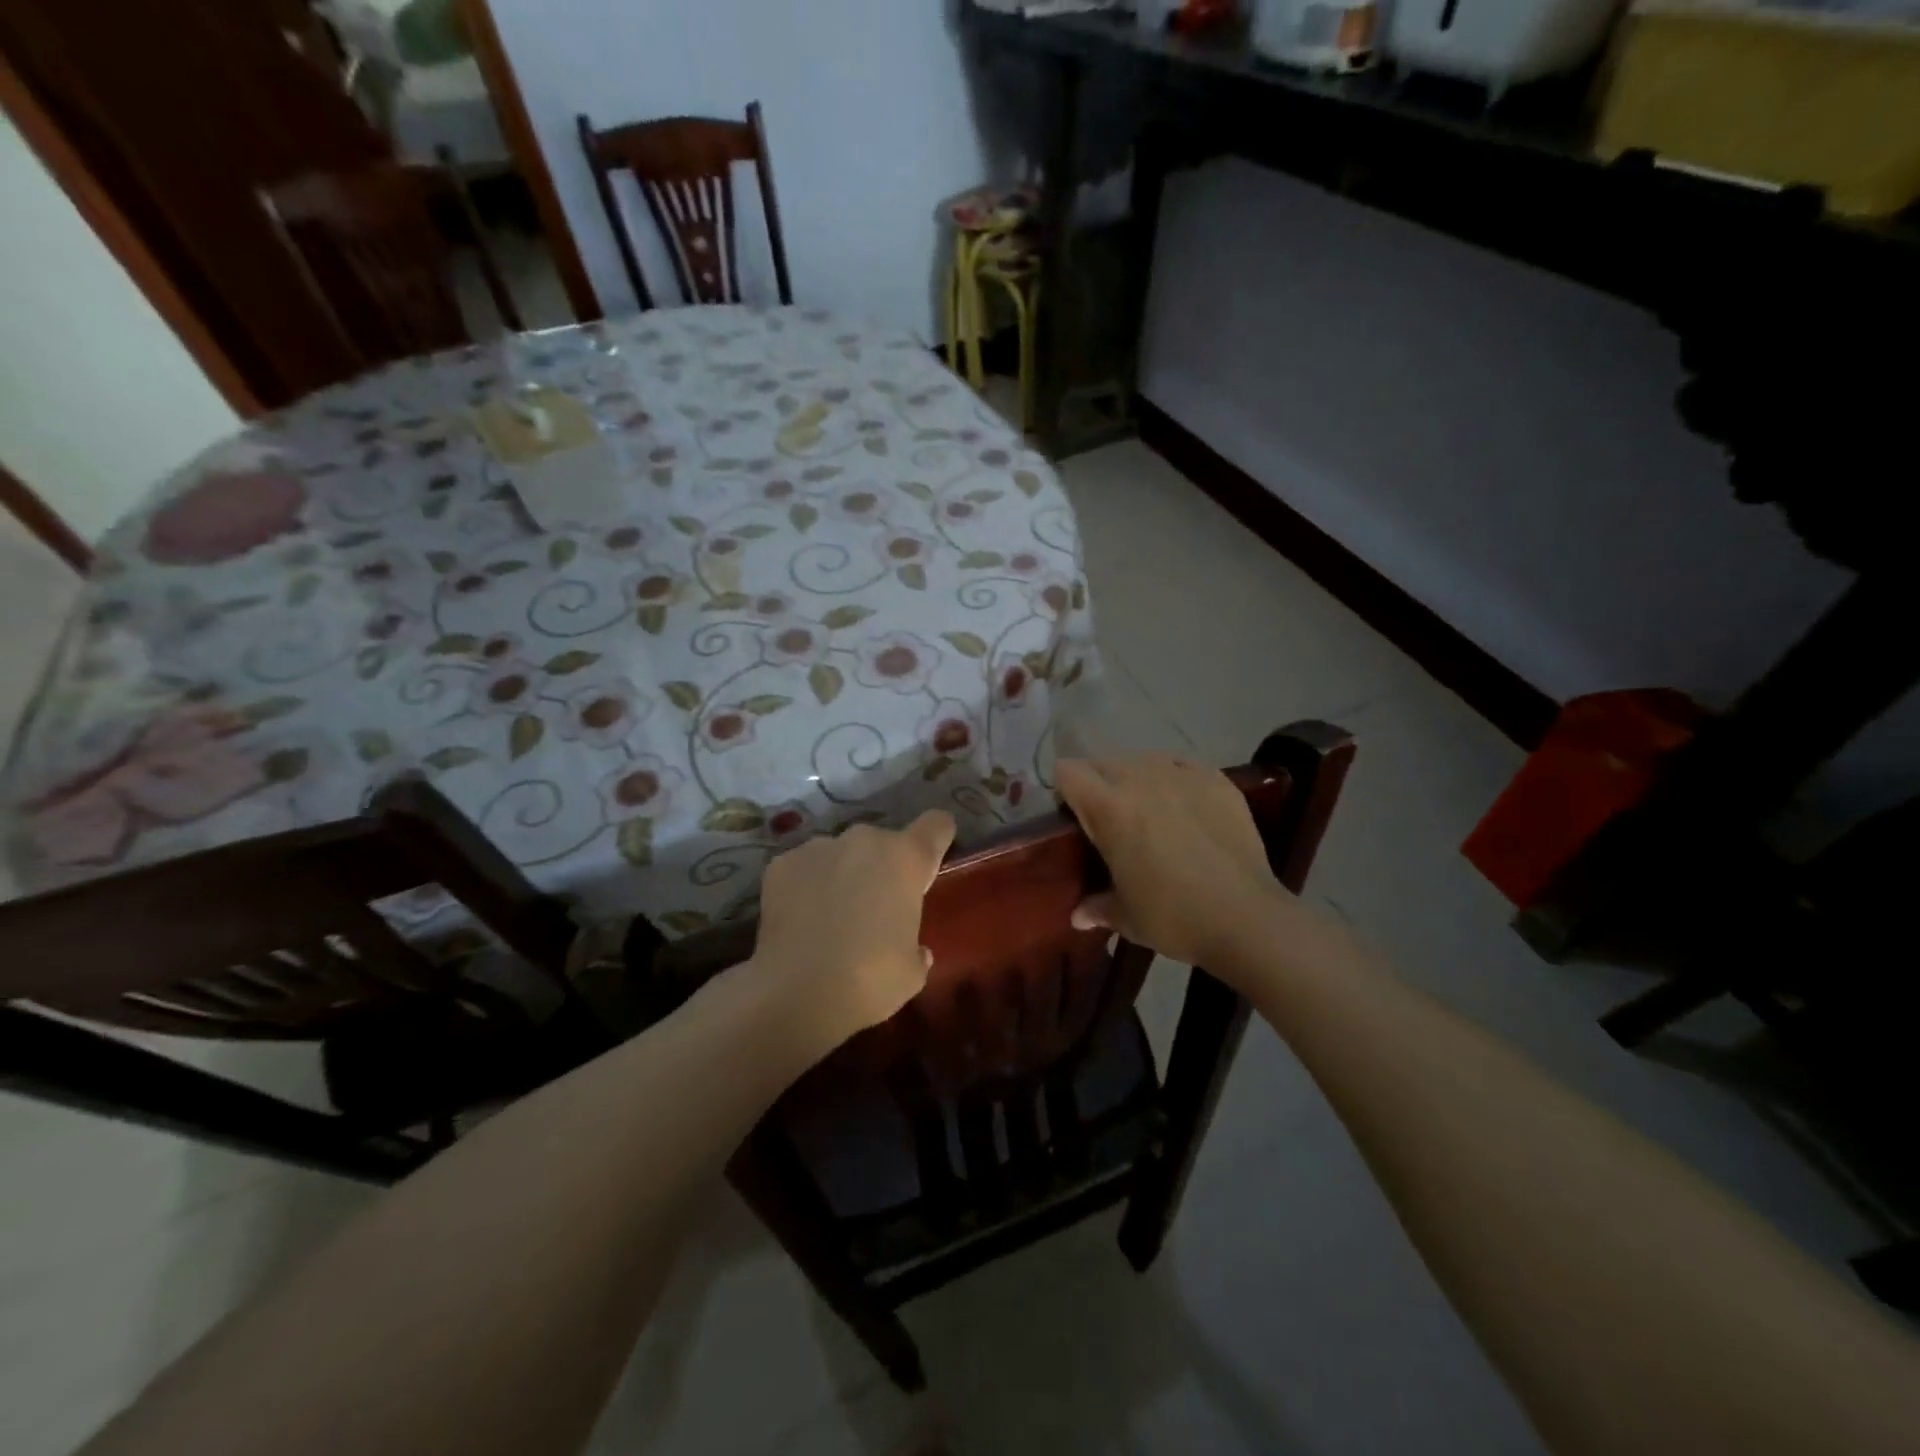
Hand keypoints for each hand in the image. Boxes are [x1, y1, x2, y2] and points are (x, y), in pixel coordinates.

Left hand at [748, 810, 956, 1054]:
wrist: (797, 993)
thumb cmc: (871, 980)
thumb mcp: (912, 971)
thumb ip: (917, 948)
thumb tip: (915, 951)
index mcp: (907, 858)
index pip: (936, 824)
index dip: (937, 839)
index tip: (928, 864)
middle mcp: (865, 839)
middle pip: (883, 842)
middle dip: (881, 867)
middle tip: (874, 909)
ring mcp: (819, 847)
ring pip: (840, 853)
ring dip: (842, 874)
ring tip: (830, 917)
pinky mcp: (781, 863)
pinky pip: (804, 868)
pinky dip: (805, 886)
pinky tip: (799, 922)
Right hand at [1057, 755, 1285, 971]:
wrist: (1247, 918)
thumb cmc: (1174, 917)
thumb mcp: (1126, 917)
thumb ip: (1097, 907)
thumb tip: (1079, 916)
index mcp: (1109, 807)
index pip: (1068, 772)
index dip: (1065, 792)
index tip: (1073, 819)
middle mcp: (1141, 779)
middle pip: (1103, 763)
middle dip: (1099, 785)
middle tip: (1111, 822)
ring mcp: (1183, 775)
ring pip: (1143, 760)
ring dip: (1137, 779)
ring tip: (1150, 812)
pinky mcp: (1218, 780)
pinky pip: (1183, 766)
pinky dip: (1175, 780)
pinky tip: (1185, 808)